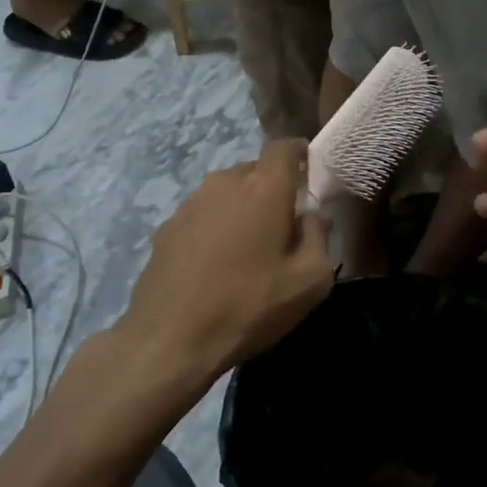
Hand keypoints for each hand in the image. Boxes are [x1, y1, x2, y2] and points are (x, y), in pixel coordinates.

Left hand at [124, 138, 333, 379]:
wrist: (168, 340)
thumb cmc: (248, 306)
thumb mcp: (308, 282)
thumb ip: (320, 239)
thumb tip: (315, 217)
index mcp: (263, 188)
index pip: (284, 146)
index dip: (300, 154)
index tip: (310, 174)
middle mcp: (224, 182)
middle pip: (255, 170)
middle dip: (273, 189)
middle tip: (284, 226)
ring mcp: (190, 203)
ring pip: (227, 192)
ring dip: (242, 209)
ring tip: (248, 249)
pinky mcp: (166, 227)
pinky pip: (203, 215)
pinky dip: (215, 227)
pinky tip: (215, 265)